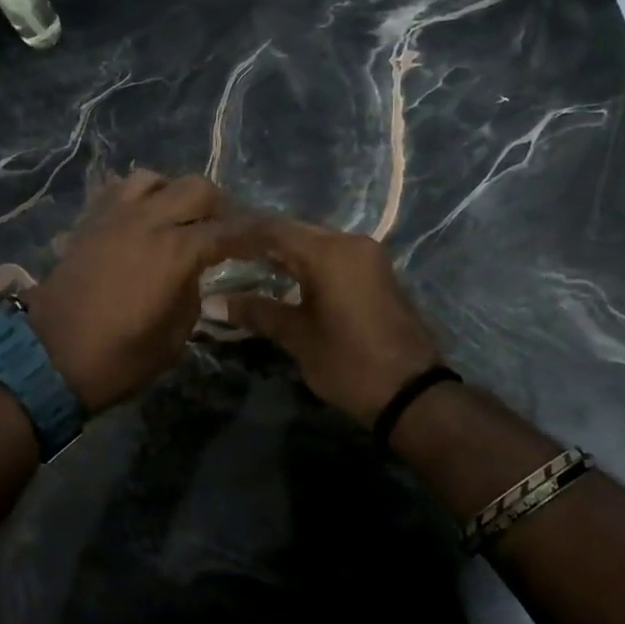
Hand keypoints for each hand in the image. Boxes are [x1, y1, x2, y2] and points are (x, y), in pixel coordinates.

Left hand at [24, 171, 262, 413]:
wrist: (49, 358)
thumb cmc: (117, 358)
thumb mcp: (173, 337)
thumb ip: (192, 294)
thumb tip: (193, 273)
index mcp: (175, 252)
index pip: (228, 230)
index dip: (255, 234)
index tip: (270, 239)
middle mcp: (147, 221)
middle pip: (196, 188)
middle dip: (220, 206)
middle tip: (226, 229)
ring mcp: (113, 217)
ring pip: (154, 178)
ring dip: (175, 193)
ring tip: (180, 219)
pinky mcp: (88, 222)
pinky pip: (118, 190)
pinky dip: (139, 197)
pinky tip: (143, 219)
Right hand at [223, 220, 443, 425]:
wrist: (412, 393)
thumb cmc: (349, 363)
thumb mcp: (298, 337)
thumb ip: (257, 312)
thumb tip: (214, 303)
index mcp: (330, 252)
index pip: (274, 230)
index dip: (241, 235)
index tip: (212, 241)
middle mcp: (351, 243)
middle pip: (296, 232)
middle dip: (260, 241)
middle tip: (225, 253)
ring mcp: (367, 256)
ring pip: (315, 243)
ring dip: (283, 252)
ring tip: (246, 263)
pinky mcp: (375, 273)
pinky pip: (332, 256)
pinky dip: (305, 263)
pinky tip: (282, 276)